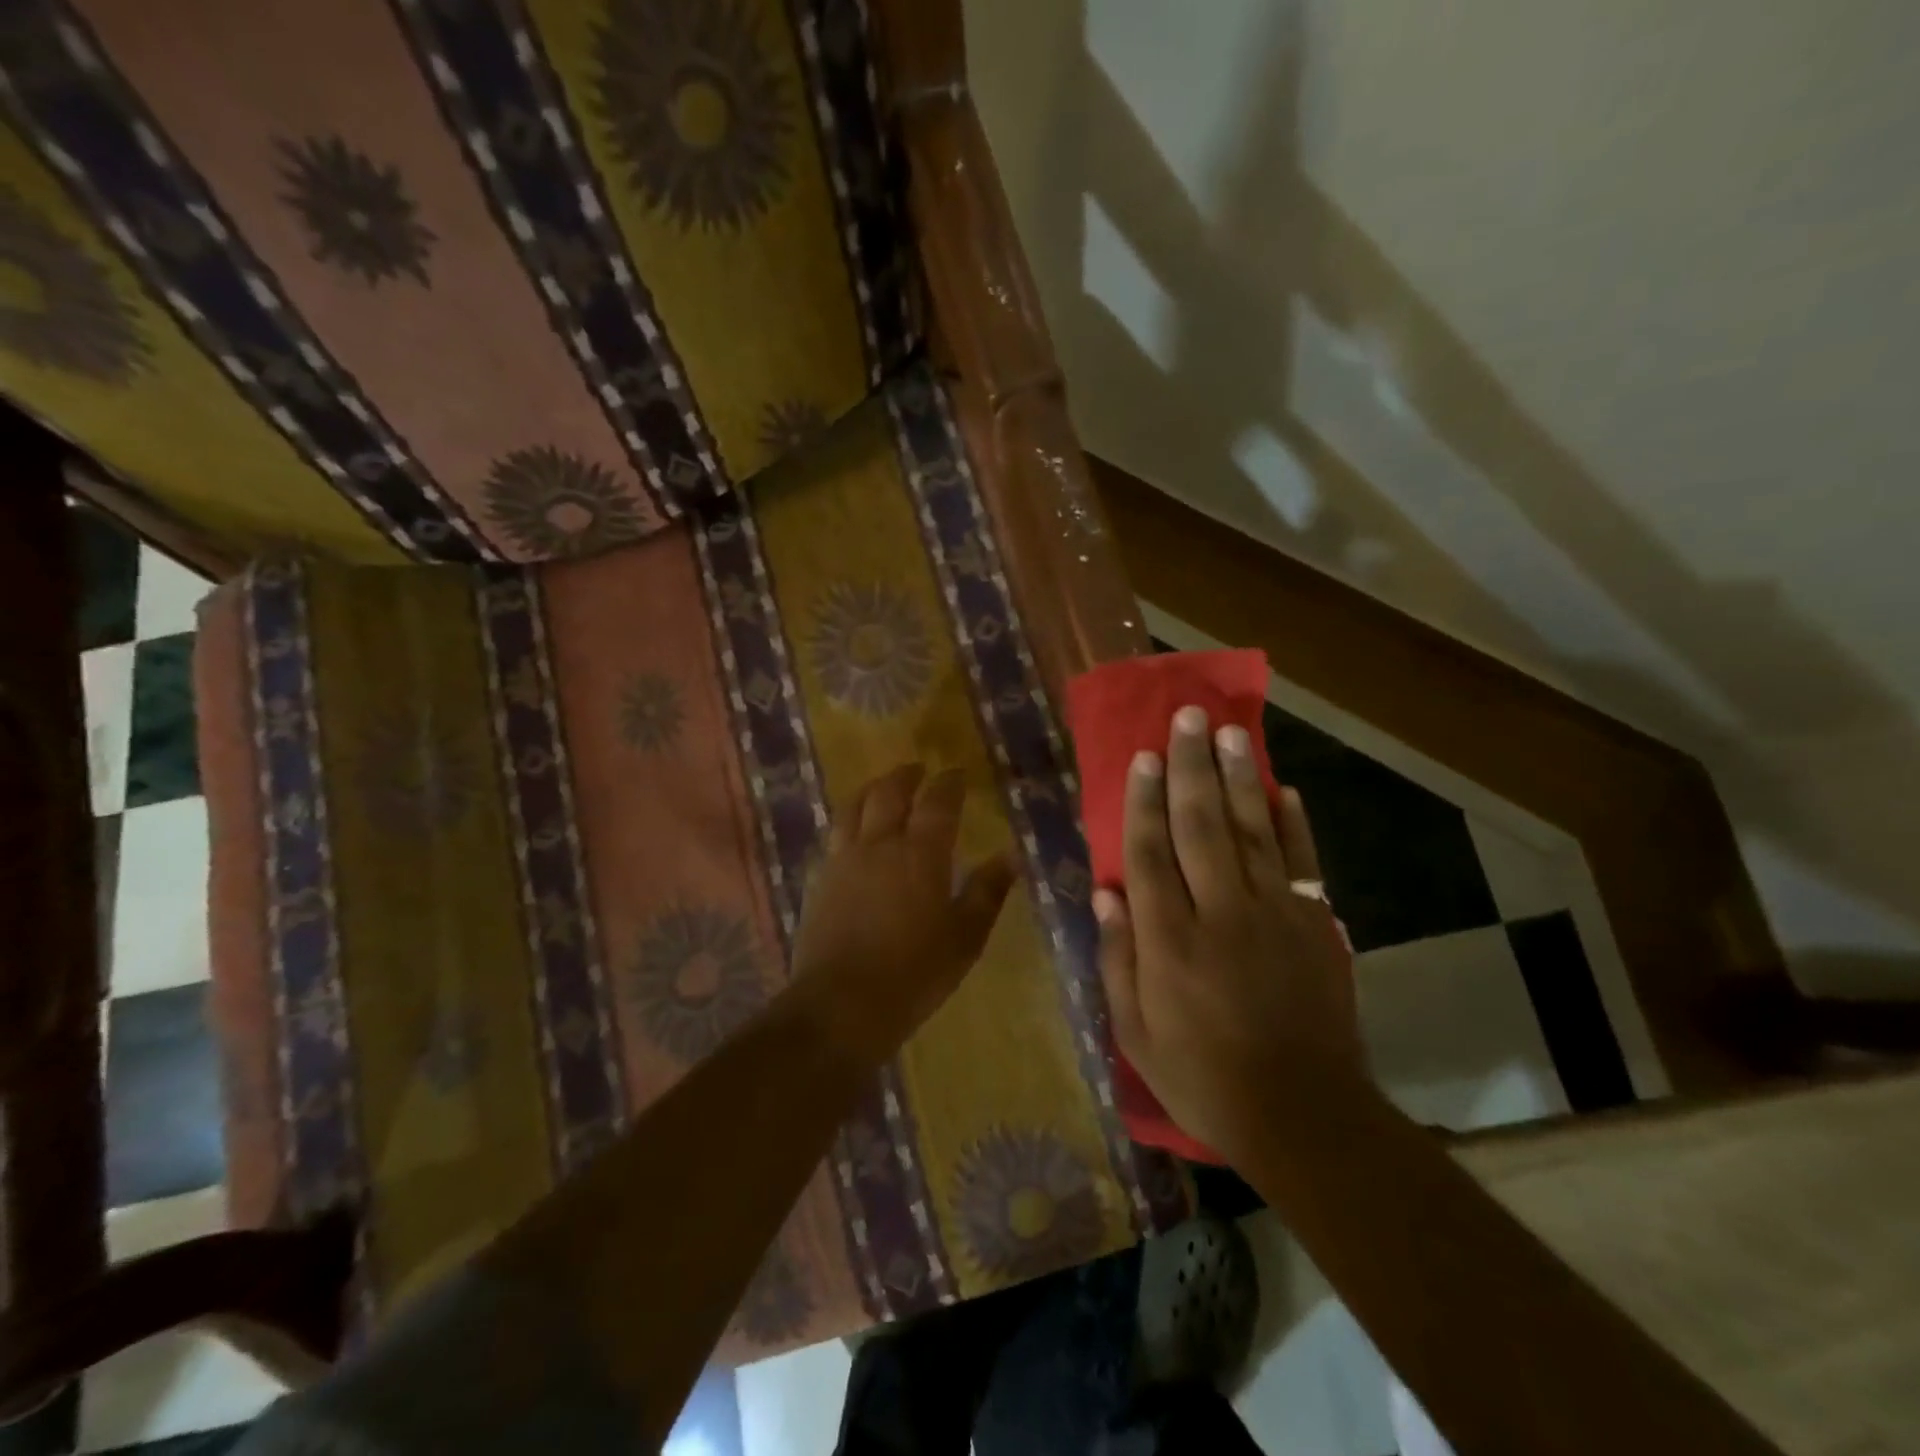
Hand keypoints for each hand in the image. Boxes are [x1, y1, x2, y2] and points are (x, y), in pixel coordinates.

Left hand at [789, 763, 1016, 1064]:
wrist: (841, 1004)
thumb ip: (987, 892)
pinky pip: (835, 834)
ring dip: (871, 789)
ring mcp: (844, 860)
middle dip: (906, 776)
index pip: (937, 802)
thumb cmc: (915, 973)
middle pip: (889, 793)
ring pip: (854, 807)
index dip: (949, 783)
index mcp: (920, 854)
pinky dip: (849, 820)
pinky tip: (854, 831)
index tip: (957, 773)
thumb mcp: (965, 937)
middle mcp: (879, 844)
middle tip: (918, 769)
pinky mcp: (820, 879)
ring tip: (882, 787)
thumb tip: (1011, 856)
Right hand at [1094, 707, 1370, 1163]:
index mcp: (1170, 942)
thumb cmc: (1204, 1077)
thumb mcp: (1136, 1033)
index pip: (1150, 854)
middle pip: (1201, 826)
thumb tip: (1106, 895)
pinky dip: (1294, 823)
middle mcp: (1221, 914)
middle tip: (1188, 719)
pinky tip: (1284, 789)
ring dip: (1239, 778)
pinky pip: (1303, 862)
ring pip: (1253, 831)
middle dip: (1191, 768)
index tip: (1143, 758)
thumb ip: (1118, 960)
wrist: (1304, 1114)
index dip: (1144, 801)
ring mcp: (1274, 916)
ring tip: (1230, 733)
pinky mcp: (1316, 925)